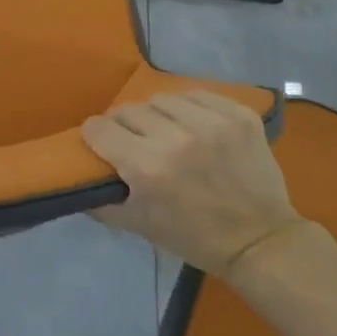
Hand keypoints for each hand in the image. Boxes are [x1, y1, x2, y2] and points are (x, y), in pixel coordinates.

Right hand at [83, 91, 302, 278]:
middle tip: (133, 140)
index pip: (99, 128)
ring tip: (165, 129)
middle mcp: (176, 139)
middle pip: (128, 110)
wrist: (260, 240)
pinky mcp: (239, 115)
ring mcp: (212, 123)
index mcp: (146, 168)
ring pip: (162, 98)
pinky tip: (193, 124)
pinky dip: (189, 106)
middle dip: (123, 124)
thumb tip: (76, 177)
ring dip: (156, 113)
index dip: (95, 135)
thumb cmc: (192, 237)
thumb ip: (99, 201)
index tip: (101, 143)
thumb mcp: (137, 225)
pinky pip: (198, 94)